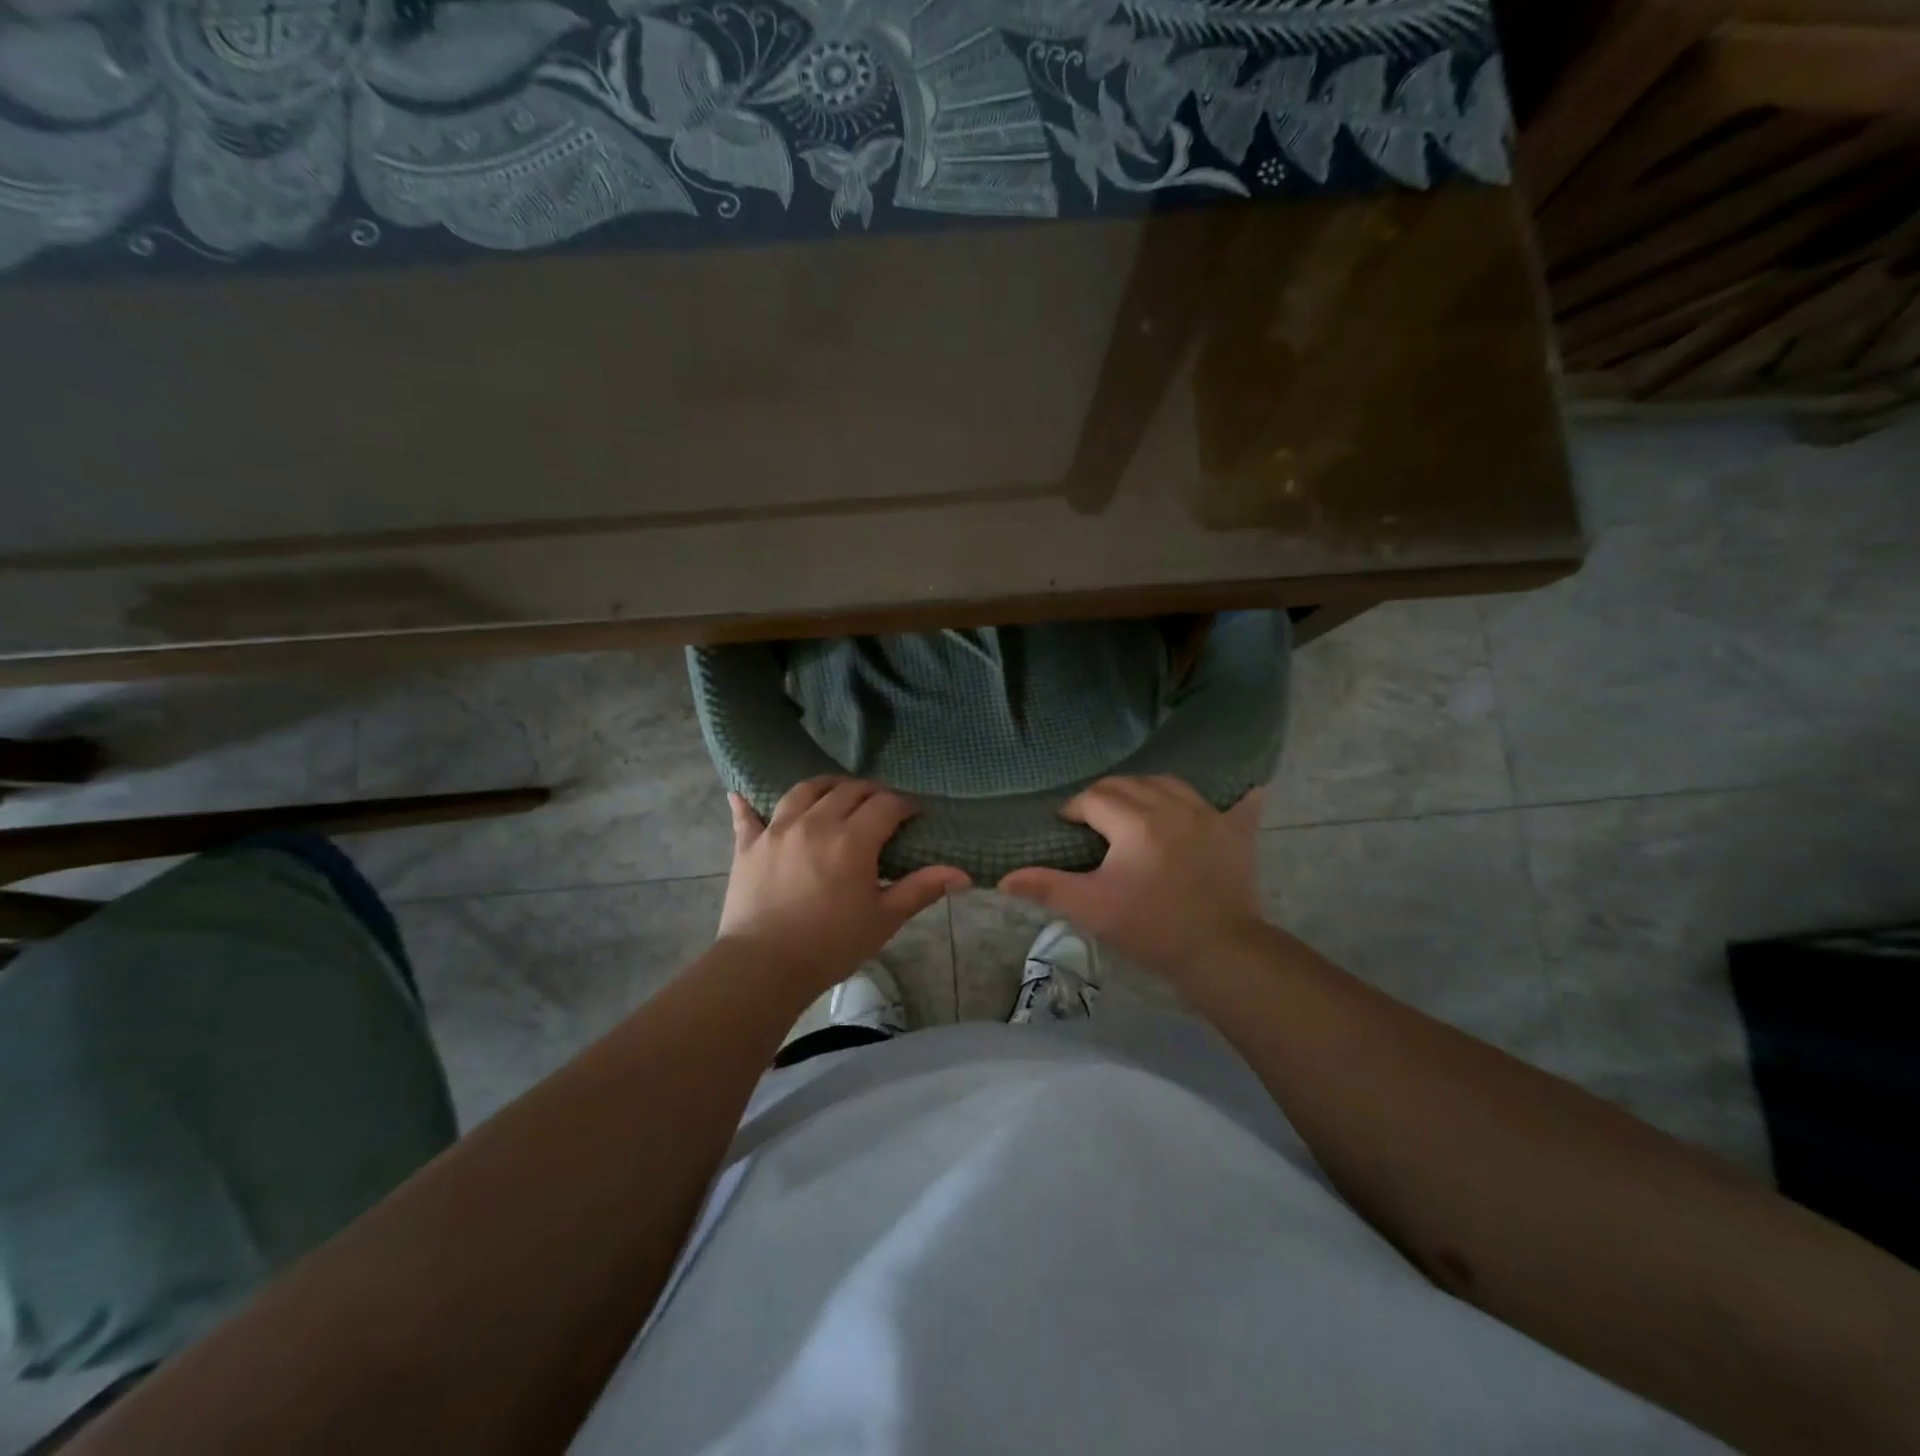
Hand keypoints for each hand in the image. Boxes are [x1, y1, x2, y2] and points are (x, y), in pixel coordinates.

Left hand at [718, 777, 969, 990]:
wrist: (764, 967)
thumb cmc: (831, 945)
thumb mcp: (884, 919)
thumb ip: (921, 889)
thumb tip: (963, 874)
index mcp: (852, 839)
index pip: (886, 805)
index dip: (905, 805)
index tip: (914, 815)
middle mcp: (815, 822)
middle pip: (848, 790)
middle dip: (871, 792)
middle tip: (882, 807)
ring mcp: (778, 830)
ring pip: (804, 790)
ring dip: (826, 786)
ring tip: (836, 794)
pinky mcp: (748, 845)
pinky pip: (747, 815)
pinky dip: (748, 804)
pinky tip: (742, 795)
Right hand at [998, 776, 1265, 978]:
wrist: (1222, 952)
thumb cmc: (1151, 929)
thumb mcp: (1092, 908)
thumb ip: (1047, 887)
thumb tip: (1004, 879)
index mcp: (1135, 821)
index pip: (1093, 798)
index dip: (1074, 810)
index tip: (1066, 829)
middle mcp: (1172, 806)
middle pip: (1127, 784)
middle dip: (1104, 797)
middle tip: (1093, 824)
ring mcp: (1208, 814)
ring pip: (1167, 783)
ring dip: (1145, 791)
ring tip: (1134, 813)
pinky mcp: (1235, 831)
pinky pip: (1233, 800)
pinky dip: (1225, 795)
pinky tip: (1227, 796)